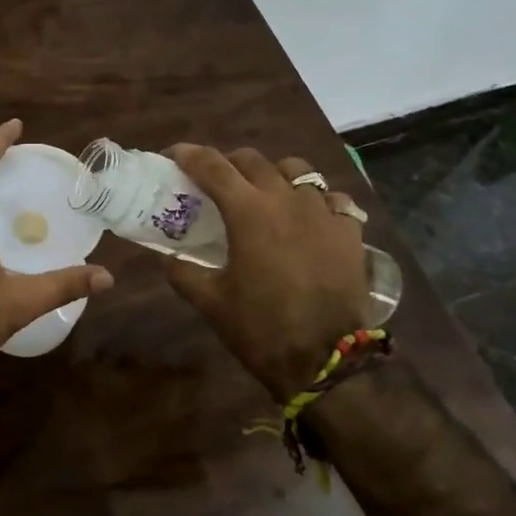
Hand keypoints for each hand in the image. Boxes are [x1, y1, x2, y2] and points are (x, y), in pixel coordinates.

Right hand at [164, 145, 369, 402]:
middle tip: (215, 181)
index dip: (189, 155)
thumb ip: (183, 272)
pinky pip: (331, 198)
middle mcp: (286, 199)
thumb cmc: (261, 328)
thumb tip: (167, 257)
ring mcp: (323, 212)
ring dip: (272, 173)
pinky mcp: (349, 231)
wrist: (326, 360)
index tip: (174, 156)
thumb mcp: (210, 302)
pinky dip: (315, 199)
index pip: (212, 166)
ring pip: (296, 169)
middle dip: (228, 163)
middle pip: (252, 160)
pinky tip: (308, 217)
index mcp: (248, 212)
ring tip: (265, 193)